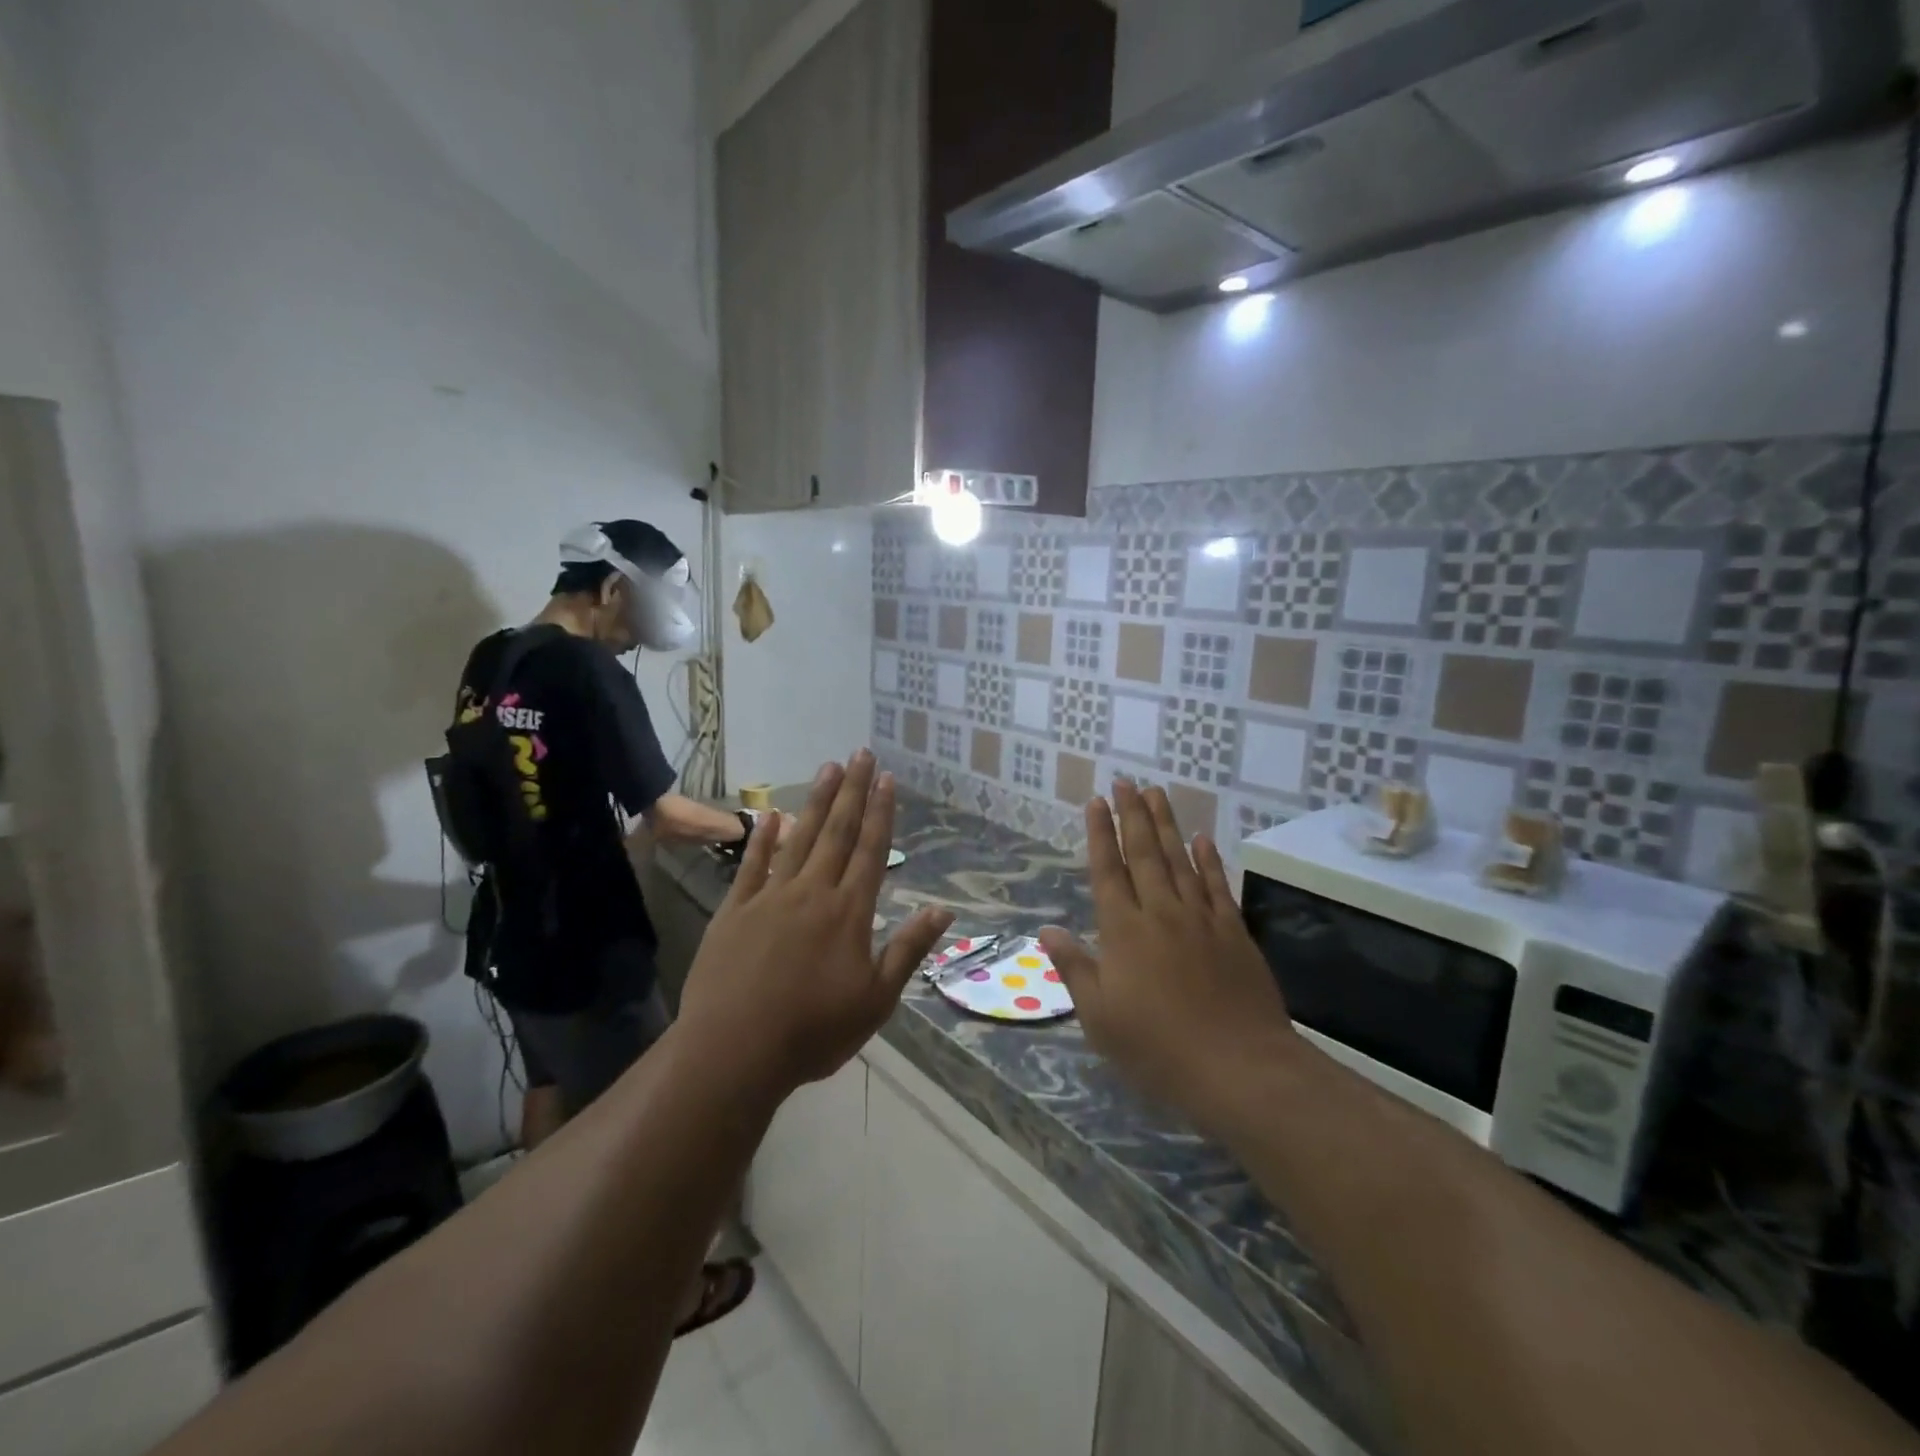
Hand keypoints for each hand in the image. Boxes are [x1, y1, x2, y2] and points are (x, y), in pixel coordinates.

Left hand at [679, 751, 952, 1094]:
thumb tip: (944, 910)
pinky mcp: (735, 910)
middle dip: (853, 791)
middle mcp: (813, 892)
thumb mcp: (876, 1000)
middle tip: (862, 753)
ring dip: (817, 802)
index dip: (882, 813)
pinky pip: (752, 865)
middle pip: (838, 832)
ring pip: (800, 838)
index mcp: (849, 912)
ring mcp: (770, 897)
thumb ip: (908, 949)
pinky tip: (770, 814)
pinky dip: (763, 837)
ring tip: (829, 768)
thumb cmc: (813, 1031)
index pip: (871, 851)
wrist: (734, 1052)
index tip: (888, 779)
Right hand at [1039, 781, 1293, 1130]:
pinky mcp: (1234, 933)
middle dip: (1132, 814)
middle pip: (1144, 854)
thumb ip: (1074, 968)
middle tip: (1126, 781)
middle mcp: (1161, 913)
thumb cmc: (1158, 1048)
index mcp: (1124, 931)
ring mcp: (1201, 919)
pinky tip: (1202, 840)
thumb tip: (1047, 930)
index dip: (1100, 834)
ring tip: (1156, 794)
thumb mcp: (1100, 1018)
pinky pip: (1218, 886)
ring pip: (1180, 860)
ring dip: (1166, 825)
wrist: (1239, 1068)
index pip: (1108, 871)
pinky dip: (1209, 860)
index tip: (1096, 801)